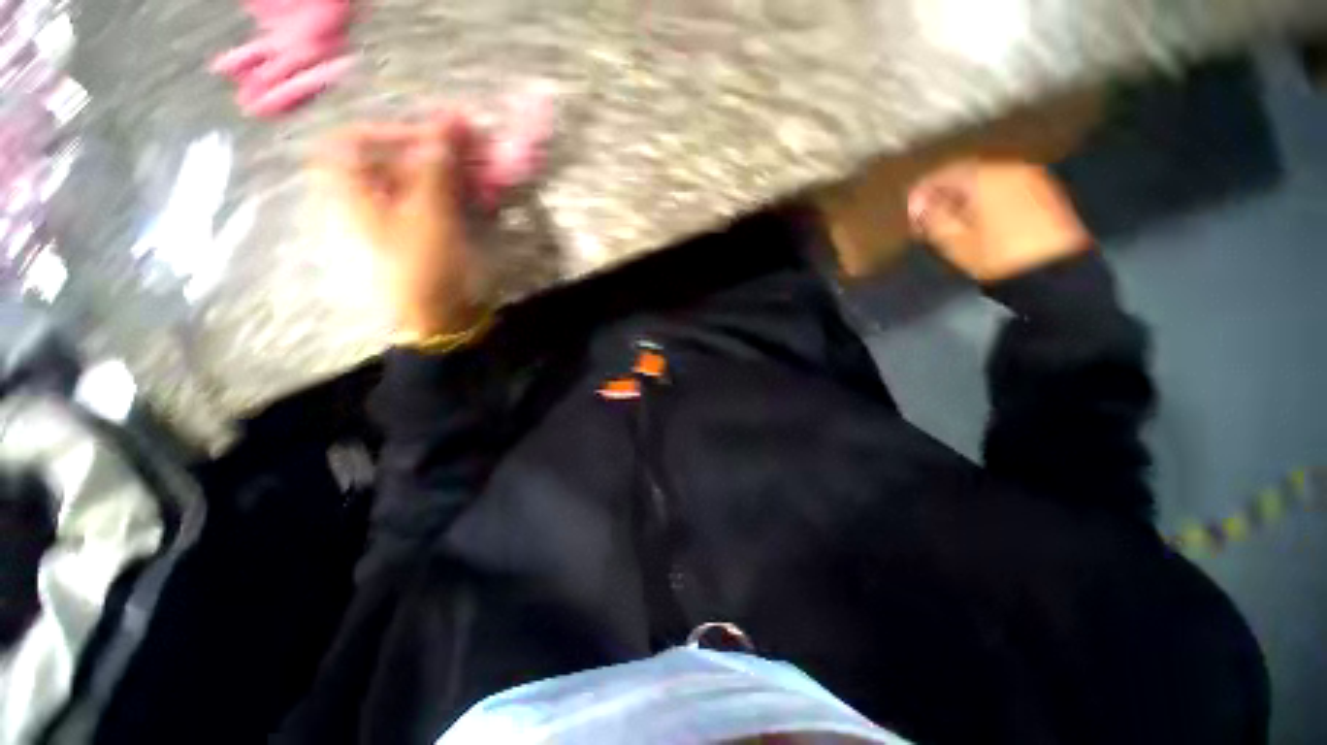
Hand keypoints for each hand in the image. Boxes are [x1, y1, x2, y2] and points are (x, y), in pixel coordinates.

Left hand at [315, 113, 486, 337]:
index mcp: (354, 192)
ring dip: (450, 173)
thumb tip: (449, 122)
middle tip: (471, 150)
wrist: (439, 319)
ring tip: (482, 173)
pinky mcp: (423, 237)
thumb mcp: (429, 214)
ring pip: (419, 182)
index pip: (356, 140)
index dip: (392, 131)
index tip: (431, 139)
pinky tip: (479, 198)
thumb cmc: (425, 267)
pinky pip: (435, 203)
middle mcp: (370, 201)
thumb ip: (436, 166)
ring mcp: (397, 221)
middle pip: (393, 159)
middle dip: (433, 151)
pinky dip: (456, 195)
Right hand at [907, 160, 1091, 282]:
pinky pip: (1005, 189)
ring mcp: (1031, 179)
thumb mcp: (954, 241)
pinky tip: (978, 221)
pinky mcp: (1045, 193)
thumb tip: (917, 203)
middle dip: (945, 194)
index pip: (945, 173)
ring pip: (987, 181)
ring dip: (966, 198)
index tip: (911, 213)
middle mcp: (1009, 168)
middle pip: (967, 174)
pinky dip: (987, 200)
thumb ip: (932, 217)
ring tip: (952, 222)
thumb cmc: (997, 256)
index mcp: (985, 177)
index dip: (923, 192)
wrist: (1055, 271)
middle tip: (928, 219)